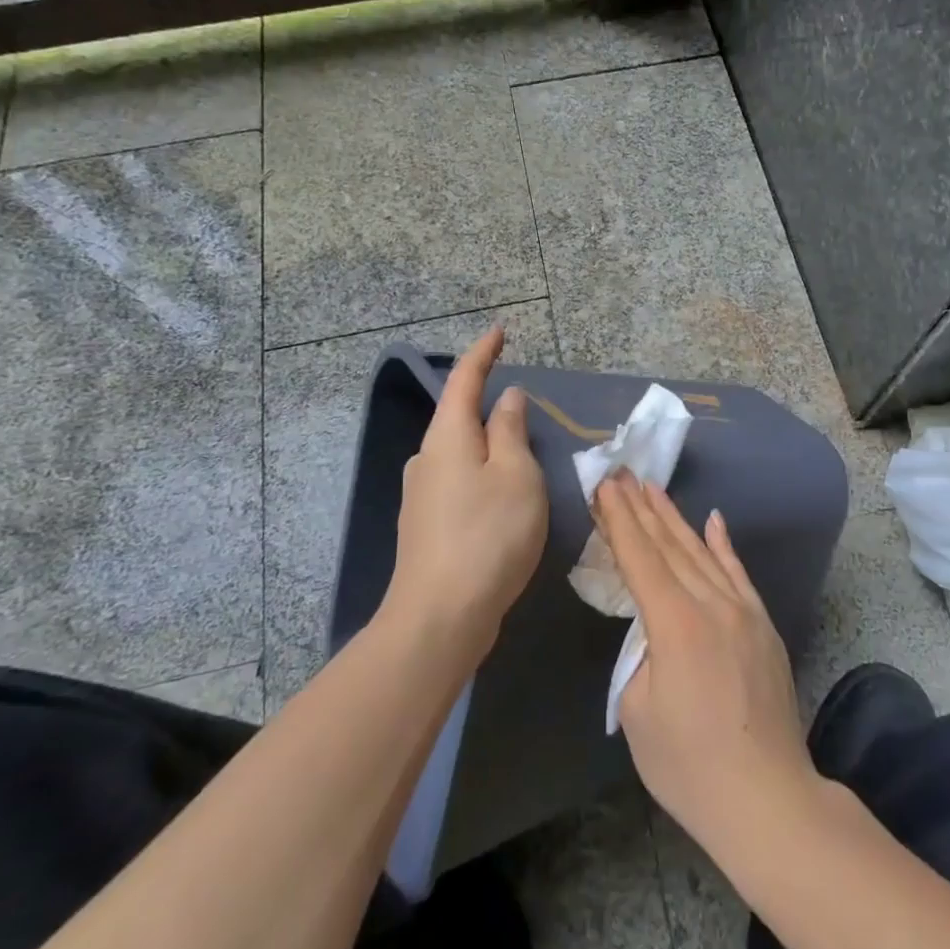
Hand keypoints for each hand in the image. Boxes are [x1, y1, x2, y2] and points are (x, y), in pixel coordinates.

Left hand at [383, 327, 546, 665]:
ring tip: (524, 462)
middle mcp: (428, 458)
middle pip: (460, 417)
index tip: (499, 332)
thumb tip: (507, 398)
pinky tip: (502, 502)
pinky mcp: (426, 526)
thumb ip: (512, 431)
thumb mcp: (516, 476)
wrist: (440, 616)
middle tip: (527, 409)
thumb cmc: (488, 535)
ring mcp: (422, 494)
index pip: (465, 379)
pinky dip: (483, 477)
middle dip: (489, 405)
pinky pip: (459, 483)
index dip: (483, 353)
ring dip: (489, 447)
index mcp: (449, 437)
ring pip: (461, 454)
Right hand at [594, 472, 819, 853]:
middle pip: (670, 546)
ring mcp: (744, 612)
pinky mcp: (764, 627)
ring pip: (703, 553)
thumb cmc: (688, 765)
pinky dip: (723, 545)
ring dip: (675, 519)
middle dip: (642, 508)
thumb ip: (640, 654)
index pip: (640, 557)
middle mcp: (712, 604)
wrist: (766, 798)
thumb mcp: (638, 711)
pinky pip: (739, 574)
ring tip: (654, 489)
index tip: (606, 486)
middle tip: (623, 474)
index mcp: (676, 623)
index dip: (619, 519)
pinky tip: (713, 520)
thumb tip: (654, 630)